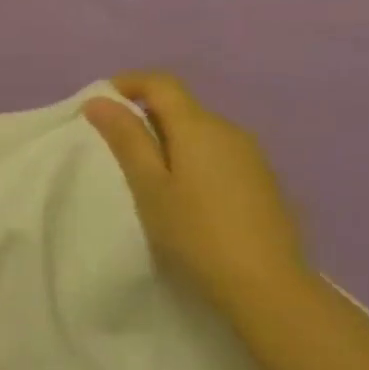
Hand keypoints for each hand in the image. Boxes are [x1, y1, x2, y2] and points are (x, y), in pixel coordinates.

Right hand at [83, 72, 310, 310]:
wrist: (268, 286)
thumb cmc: (196, 233)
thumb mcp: (149, 186)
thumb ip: (126, 139)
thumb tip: (100, 100)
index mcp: (199, 126)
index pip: (161, 82)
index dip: (128, 84)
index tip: (100, 105)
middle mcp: (230, 130)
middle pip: (181, 106)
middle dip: (145, 115)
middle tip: (116, 148)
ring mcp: (252, 156)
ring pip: (201, 131)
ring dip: (170, 139)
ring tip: (148, 176)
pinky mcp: (263, 181)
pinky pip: (218, 153)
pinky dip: (193, 159)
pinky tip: (185, 195)